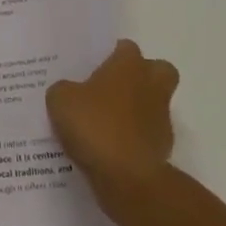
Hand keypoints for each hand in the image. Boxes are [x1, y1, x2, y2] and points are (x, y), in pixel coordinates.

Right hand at [46, 39, 178, 211]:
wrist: (127, 177)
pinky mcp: (163, 148)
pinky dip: (135, 139)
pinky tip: (111, 150)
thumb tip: (68, 92)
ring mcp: (161, 118)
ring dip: (138, 110)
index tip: (95, 67)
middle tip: (114, 88)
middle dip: (143, 76)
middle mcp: (151, 85)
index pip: (126, 48)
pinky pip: (148, 135)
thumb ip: (63, 90)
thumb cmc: (95, 126)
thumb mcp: (61, 101)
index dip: (112, 55)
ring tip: (106, 124)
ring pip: (155, 104)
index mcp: (128, 65)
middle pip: (158, 70)